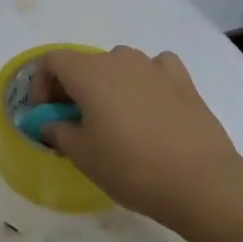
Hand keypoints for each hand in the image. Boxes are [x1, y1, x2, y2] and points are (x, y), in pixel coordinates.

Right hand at [32, 46, 240, 222]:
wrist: (201, 182)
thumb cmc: (131, 167)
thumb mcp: (82, 155)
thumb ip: (57, 132)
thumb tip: (50, 123)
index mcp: (89, 73)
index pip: (52, 61)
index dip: (41, 84)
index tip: (45, 113)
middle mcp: (120, 59)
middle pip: (85, 63)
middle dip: (72, 87)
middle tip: (75, 120)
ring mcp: (154, 66)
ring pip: (119, 64)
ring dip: (107, 84)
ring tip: (114, 117)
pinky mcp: (183, 80)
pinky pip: (154, 69)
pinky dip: (144, 80)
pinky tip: (149, 104)